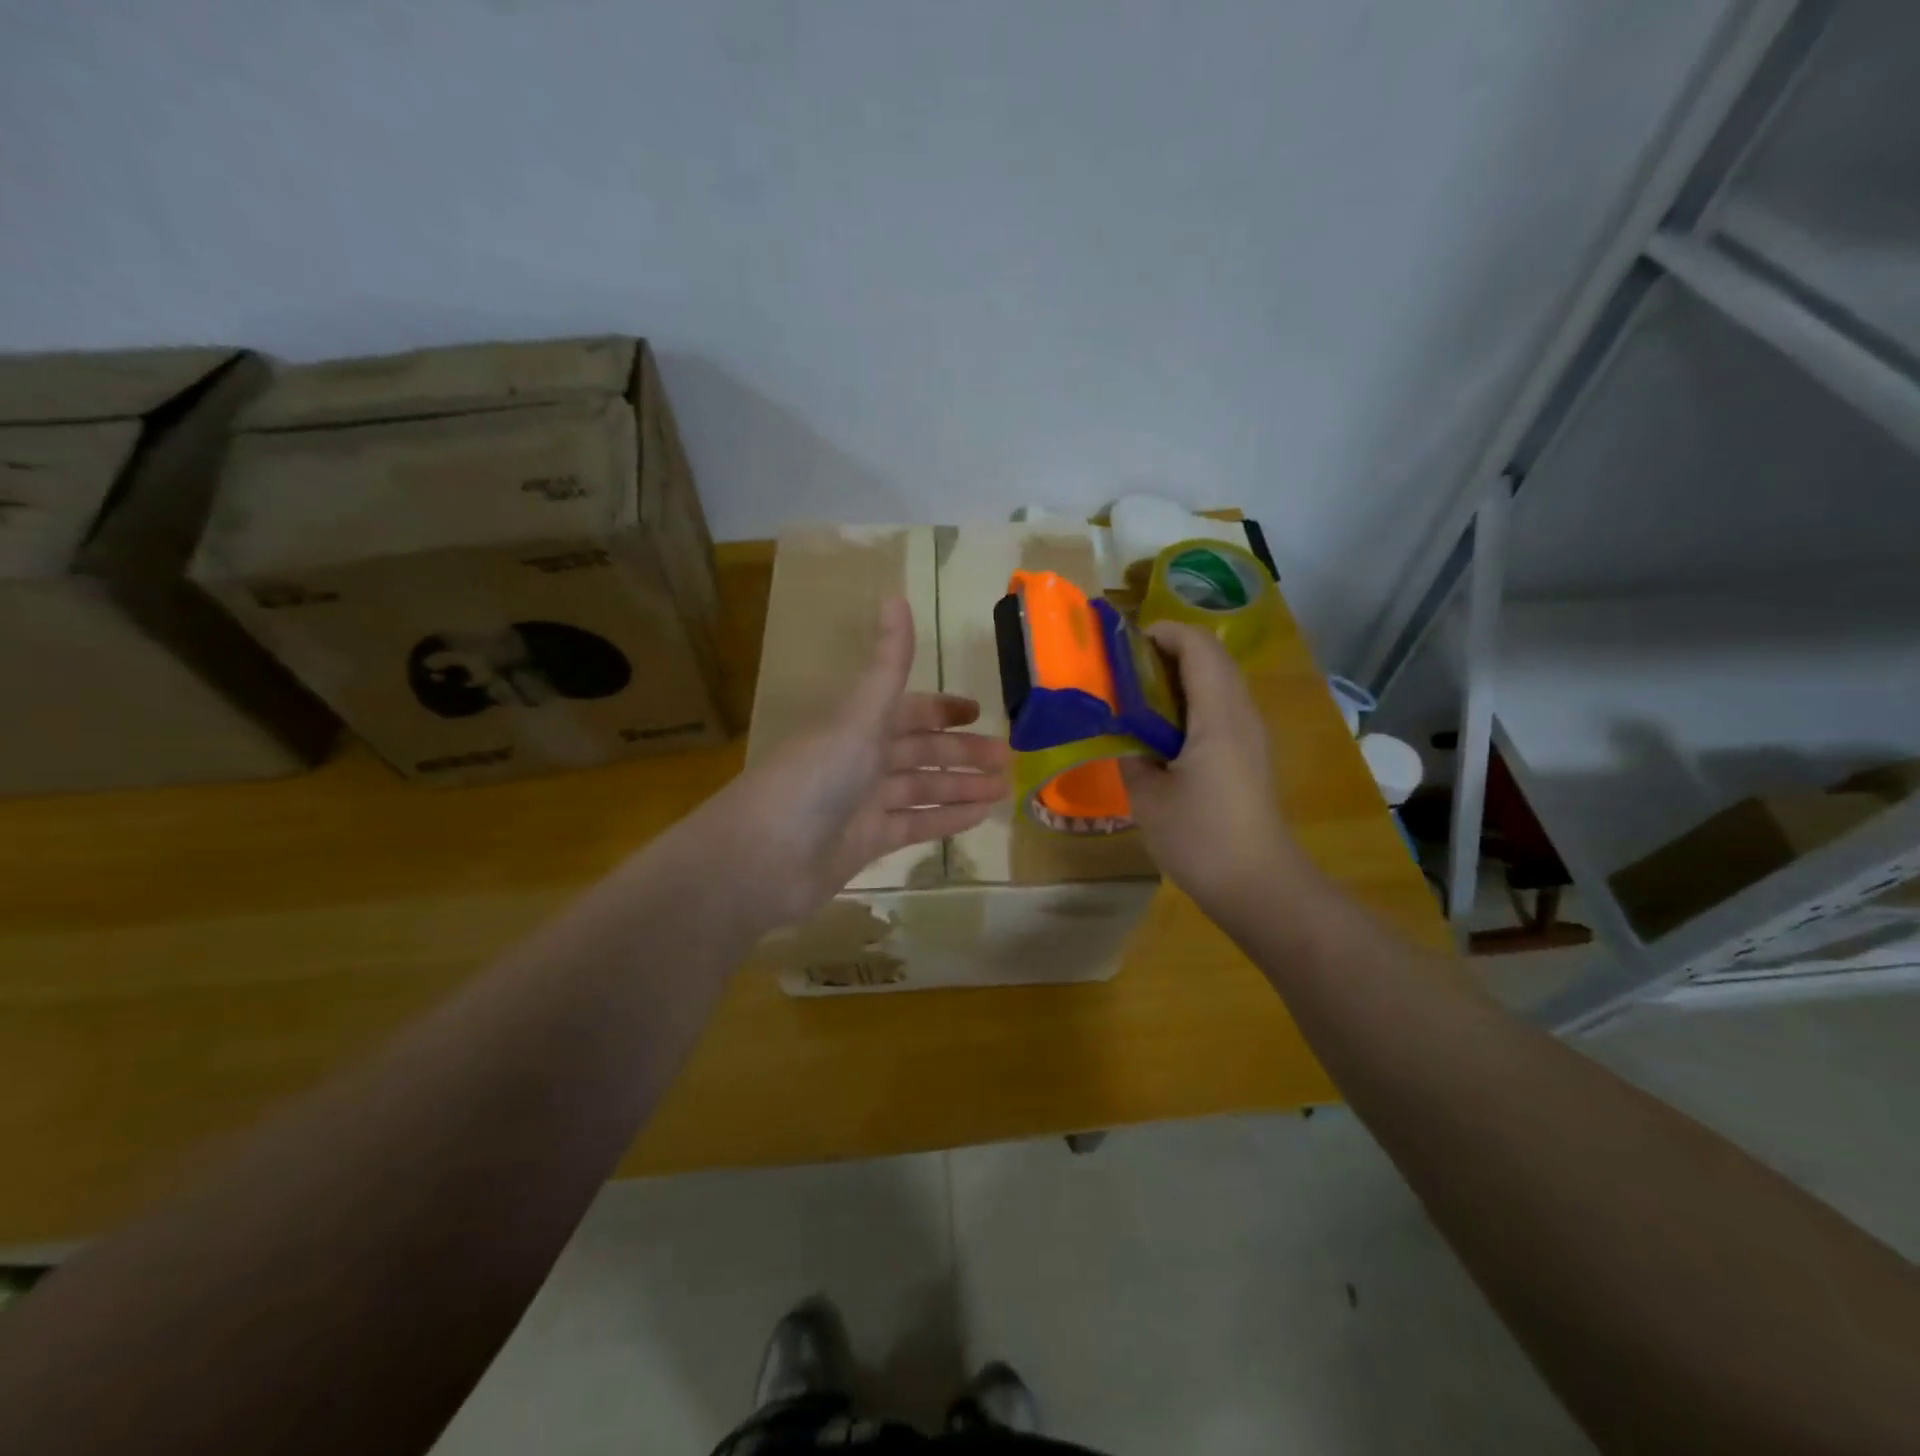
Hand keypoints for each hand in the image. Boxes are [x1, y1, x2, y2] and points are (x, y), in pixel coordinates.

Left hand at [700, 596, 1009, 929]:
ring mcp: (862, 804)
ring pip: (921, 790)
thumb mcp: (857, 717)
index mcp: (855, 726)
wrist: (761, 859)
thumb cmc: (813, 778)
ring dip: (960, 787)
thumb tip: (896, 594)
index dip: (941, 709)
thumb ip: (886, 664)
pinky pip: (914, 826)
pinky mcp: (866, 843)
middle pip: (919, 751)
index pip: (906, 710)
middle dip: (961, 752)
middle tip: (1006, 758)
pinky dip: (946, 820)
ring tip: (1003, 789)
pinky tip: (980, 818)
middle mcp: (859, 760)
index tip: (978, 711)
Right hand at [1119, 621, 1304, 921]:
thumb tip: (1123, 732)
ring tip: (1139, 695)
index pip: (1198, 647)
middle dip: (1169, 650)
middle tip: (1125, 670)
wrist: (1258, 885)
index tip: (1125, 644)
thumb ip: (1131, 753)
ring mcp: (1252, 734)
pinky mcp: (1251, 754)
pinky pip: (1223, 707)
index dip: (1163, 633)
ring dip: (1181, 676)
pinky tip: (1164, 730)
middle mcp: (1242, 714)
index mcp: (1218, 715)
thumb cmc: (1200, 838)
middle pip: (1212, 658)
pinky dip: (1193, 701)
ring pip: (1220, 682)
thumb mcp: (1147, 797)